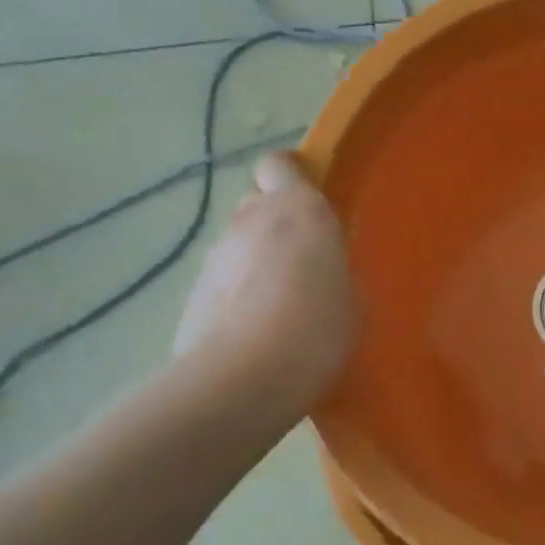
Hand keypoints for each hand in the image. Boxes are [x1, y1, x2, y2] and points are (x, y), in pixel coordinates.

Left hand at [174, 153, 355, 411]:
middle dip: (275, 223)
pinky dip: (236, 296)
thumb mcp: (352, 298)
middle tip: (300, 260)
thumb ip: (335, 269)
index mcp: (299, 210)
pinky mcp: (191, 292)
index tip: (307, 199)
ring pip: (238, 245)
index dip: (289, 176)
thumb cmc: (318, 330)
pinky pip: (222, 282)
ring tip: (278, 307)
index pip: (279, 165)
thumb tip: (321, 270)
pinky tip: (254, 332)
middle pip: (257, 204)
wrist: (244, 379)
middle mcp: (251, 220)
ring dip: (255, 262)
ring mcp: (215, 256)